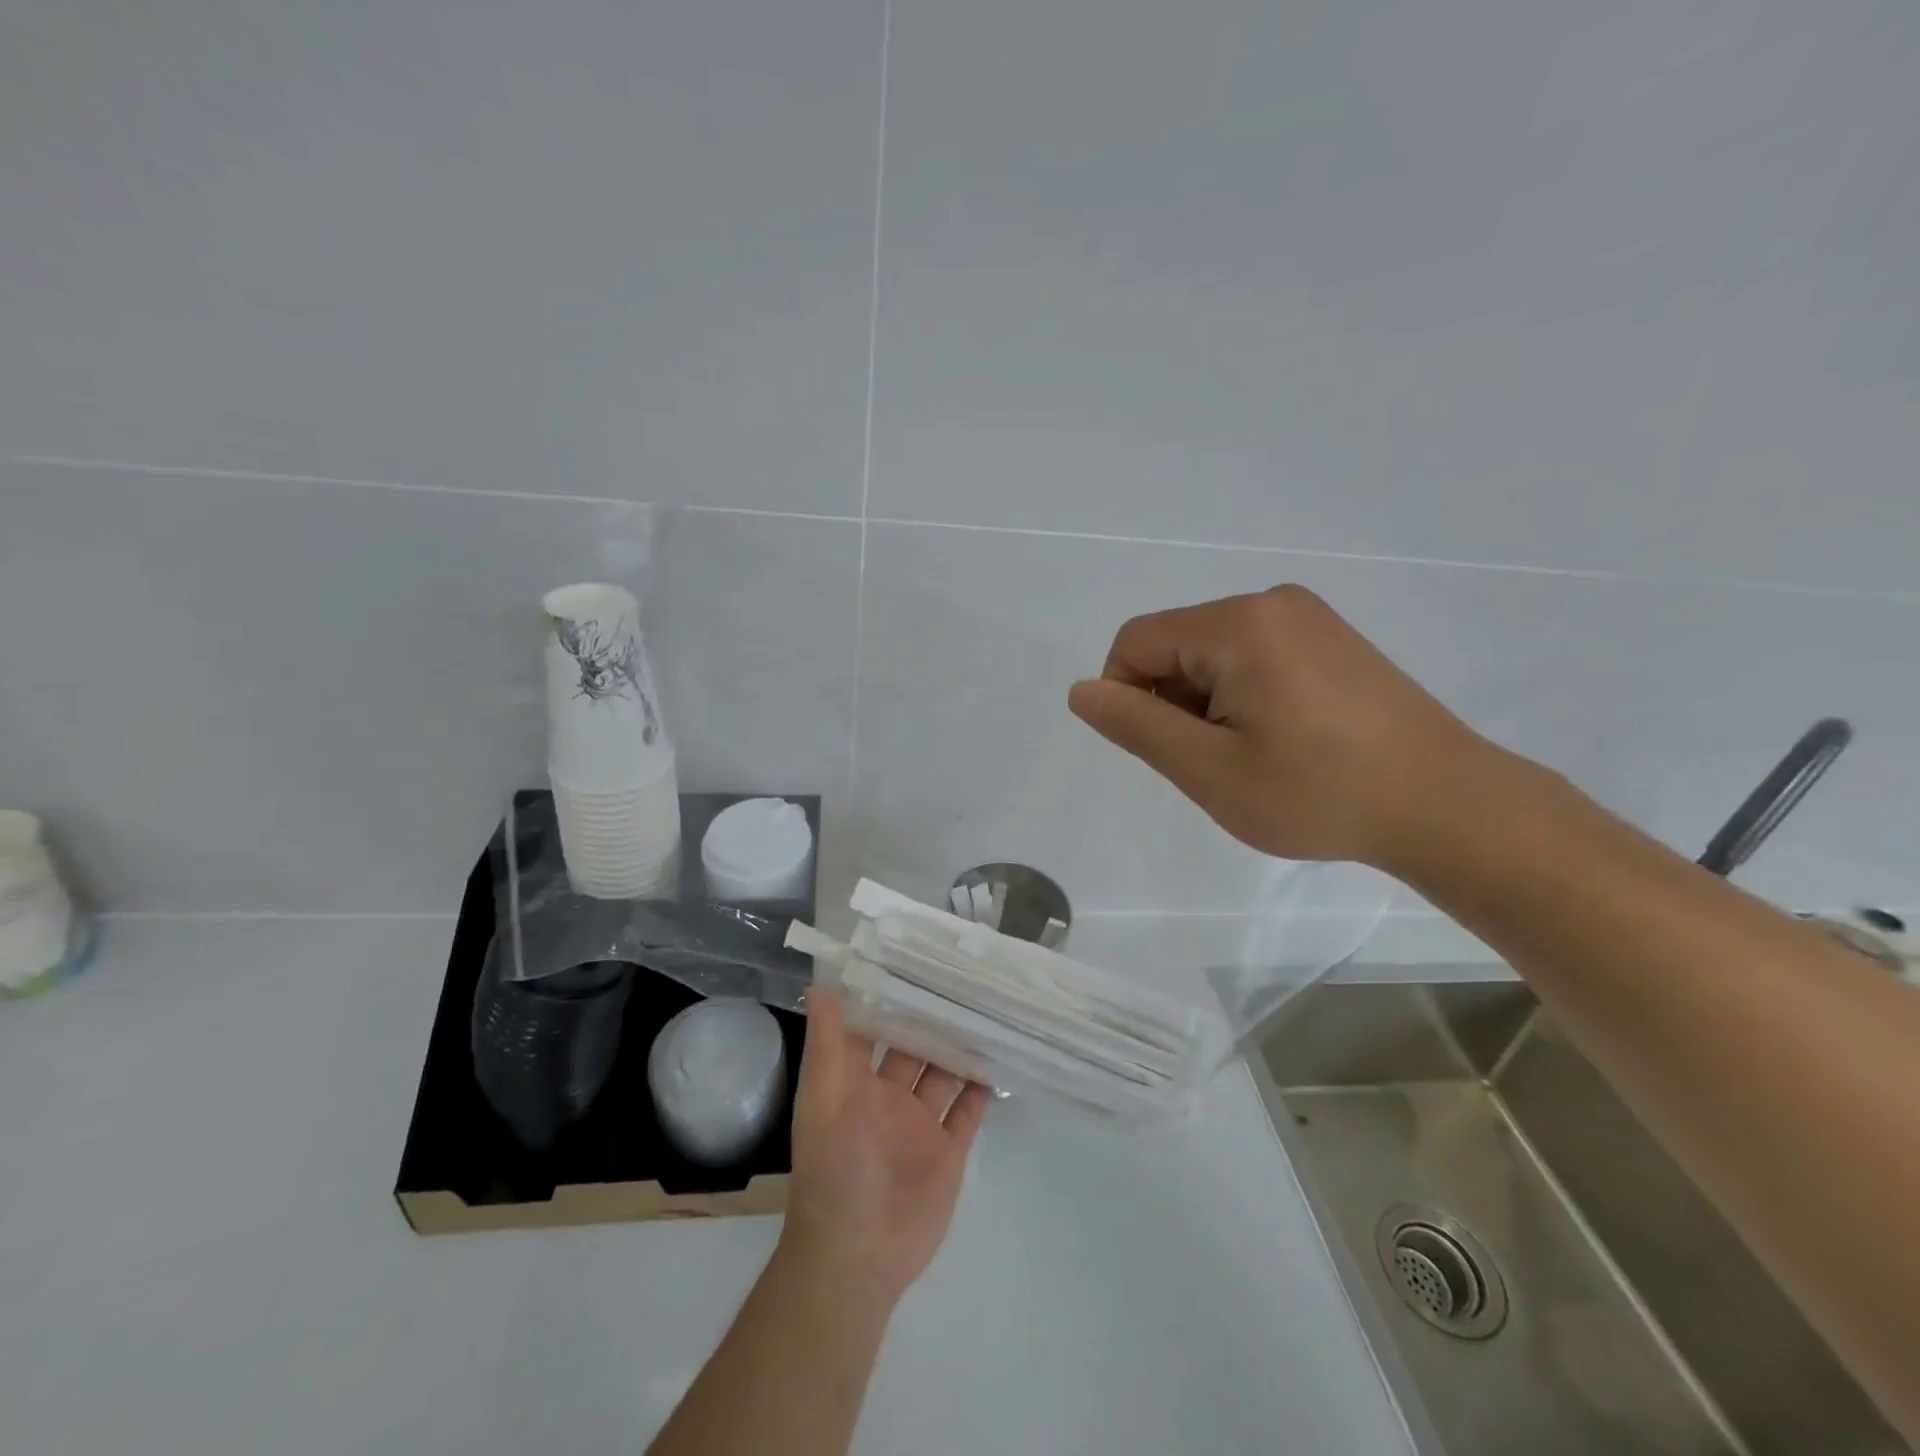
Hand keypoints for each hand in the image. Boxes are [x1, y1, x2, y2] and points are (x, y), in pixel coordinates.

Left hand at [778, 990, 990, 1310]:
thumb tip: (819, 986)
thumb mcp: (824, 1099)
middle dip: (933, 1019)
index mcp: (855, 1083)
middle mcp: (888, 1097)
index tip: (912, 960)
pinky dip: (980, 1089)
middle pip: (914, 1048)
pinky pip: (967, 1113)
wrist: (857, 1257)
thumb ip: (826, 1044)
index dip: (887, 998)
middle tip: (963, 978)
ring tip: (987, 1010)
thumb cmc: (835, 1169)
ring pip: (944, 1075)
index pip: (872, 1029)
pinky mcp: (947, 1152)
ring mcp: (920, 1125)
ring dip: (960, 1048)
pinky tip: (998, 1058)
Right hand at [1067, 584, 1494, 870]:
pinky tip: (1280, 742)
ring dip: (1207, 705)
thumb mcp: (1209, 769)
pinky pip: (1254, 658)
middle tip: (1213, 764)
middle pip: (1175, 645)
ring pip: (1213, 655)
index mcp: (1238, 624)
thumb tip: (1082, 692)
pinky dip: (1242, 698)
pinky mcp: (1331, 641)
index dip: (1124, 695)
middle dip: (1172, 703)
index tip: (1161, 750)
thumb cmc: (1318, 792)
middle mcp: (1271, 604)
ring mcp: (1308, 619)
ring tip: (1251, 758)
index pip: (1137, 641)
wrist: (1446, 805)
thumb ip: (1136, 726)